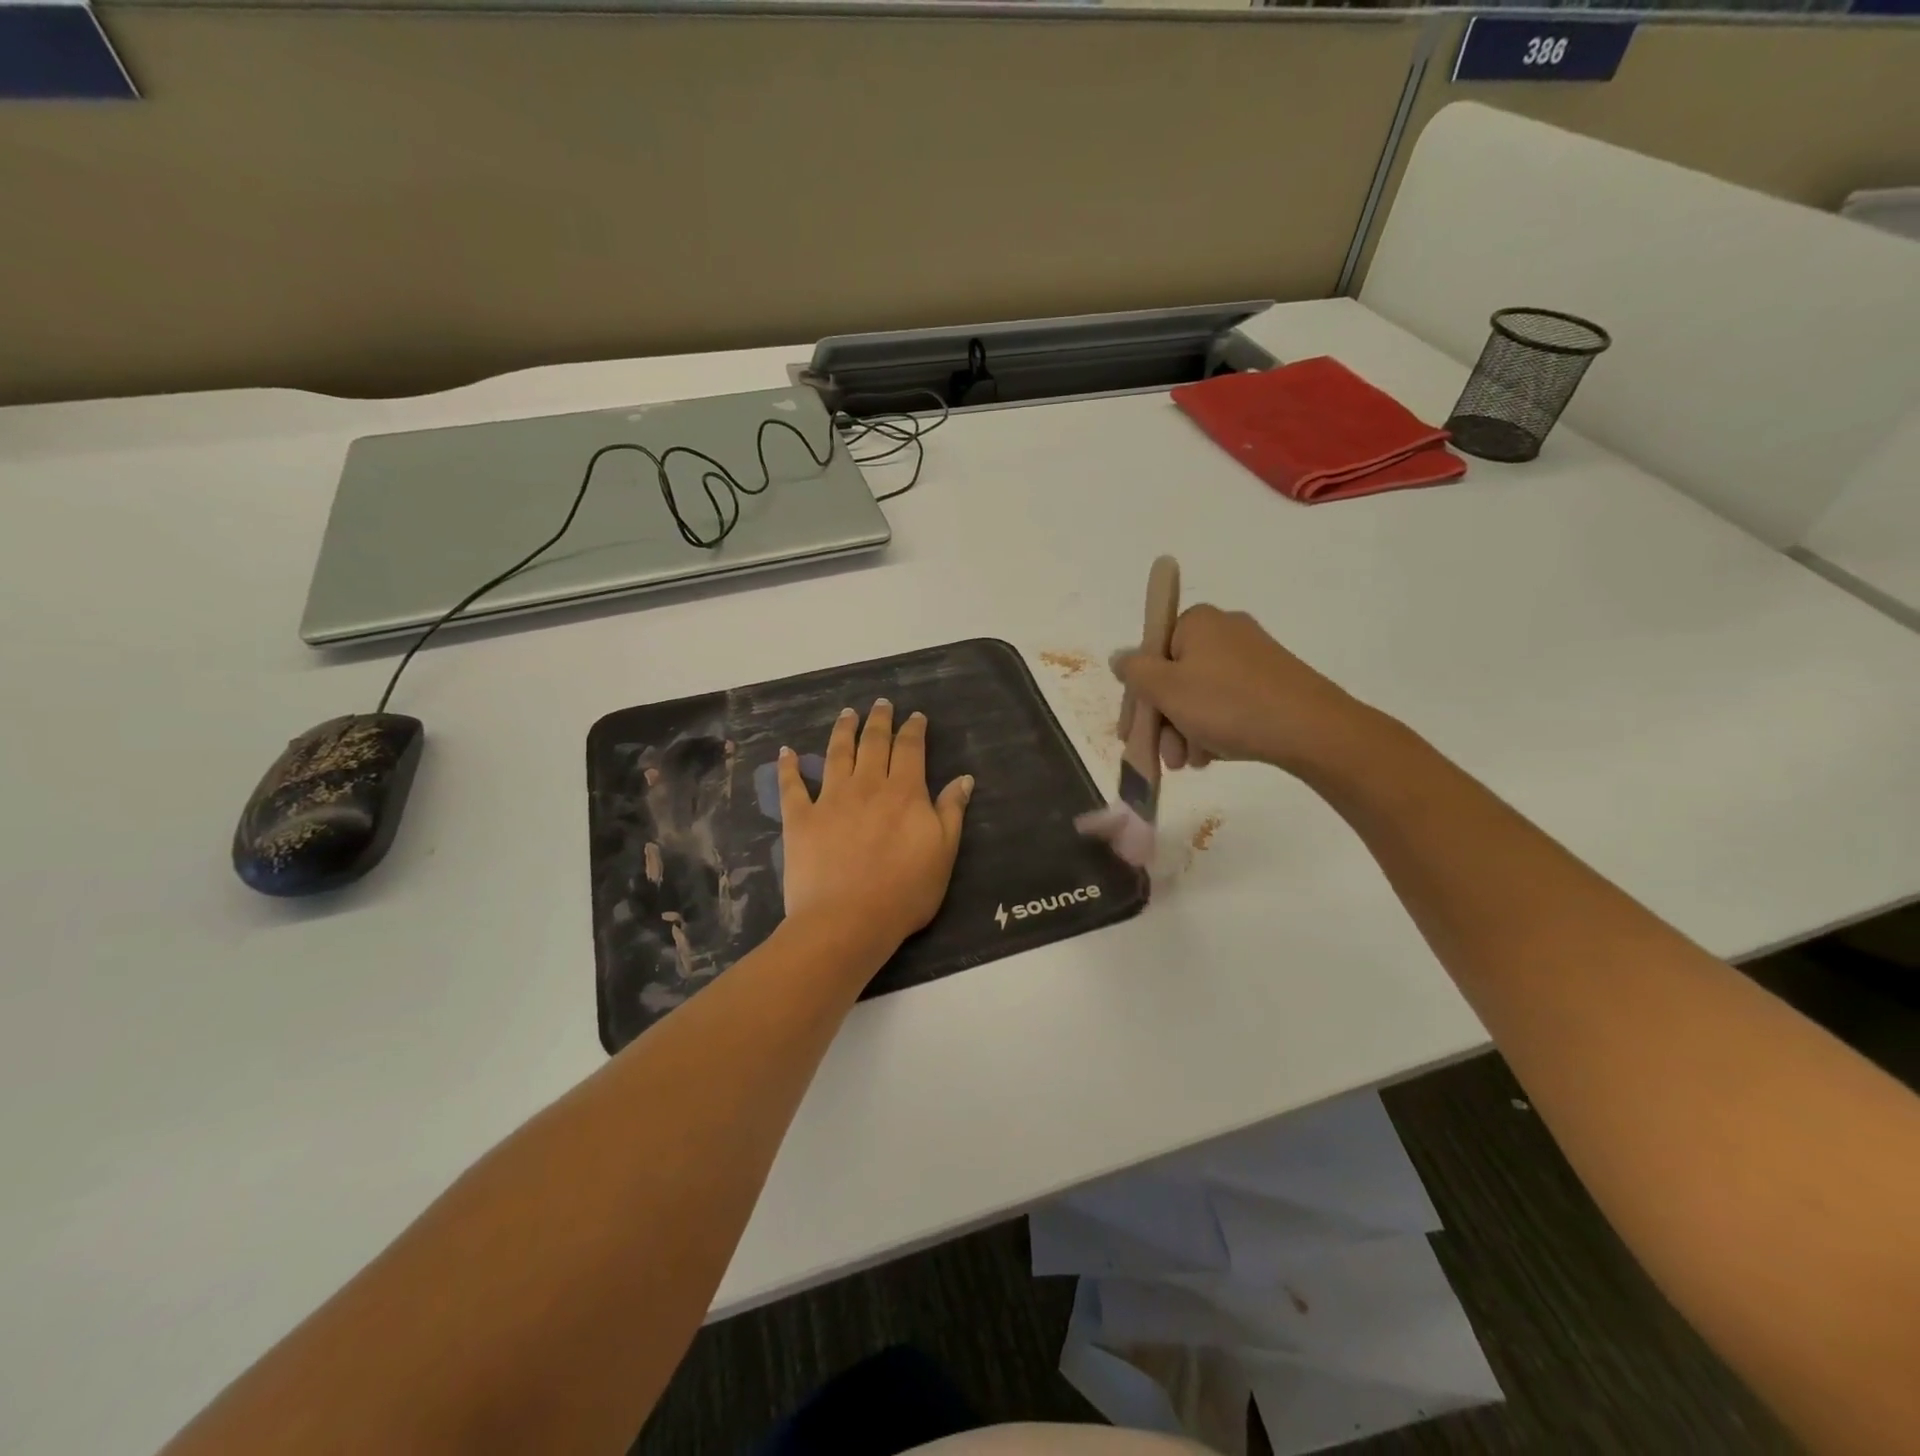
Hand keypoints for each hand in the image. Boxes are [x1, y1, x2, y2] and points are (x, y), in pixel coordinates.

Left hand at [778, 700, 972, 958]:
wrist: (848, 920)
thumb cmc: (905, 892)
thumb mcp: (943, 853)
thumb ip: (952, 812)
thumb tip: (963, 778)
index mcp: (904, 792)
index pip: (910, 749)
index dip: (913, 729)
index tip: (915, 716)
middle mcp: (866, 786)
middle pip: (873, 743)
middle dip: (879, 720)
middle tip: (881, 703)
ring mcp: (829, 800)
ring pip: (836, 754)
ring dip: (843, 731)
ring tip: (847, 713)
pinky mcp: (800, 819)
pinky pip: (792, 786)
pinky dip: (788, 766)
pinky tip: (786, 751)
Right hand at [1111, 605, 1367, 774]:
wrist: (1310, 729)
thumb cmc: (1227, 704)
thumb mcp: (1166, 689)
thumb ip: (1134, 671)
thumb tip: (1119, 658)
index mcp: (1197, 622)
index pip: (1149, 655)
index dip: (1137, 697)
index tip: (1131, 733)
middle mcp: (1224, 630)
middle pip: (1174, 678)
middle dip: (1164, 721)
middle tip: (1165, 756)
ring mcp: (1251, 655)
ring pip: (1199, 696)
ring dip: (1186, 731)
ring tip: (1191, 763)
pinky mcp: (1271, 681)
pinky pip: (1227, 703)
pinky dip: (1214, 728)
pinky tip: (1213, 755)